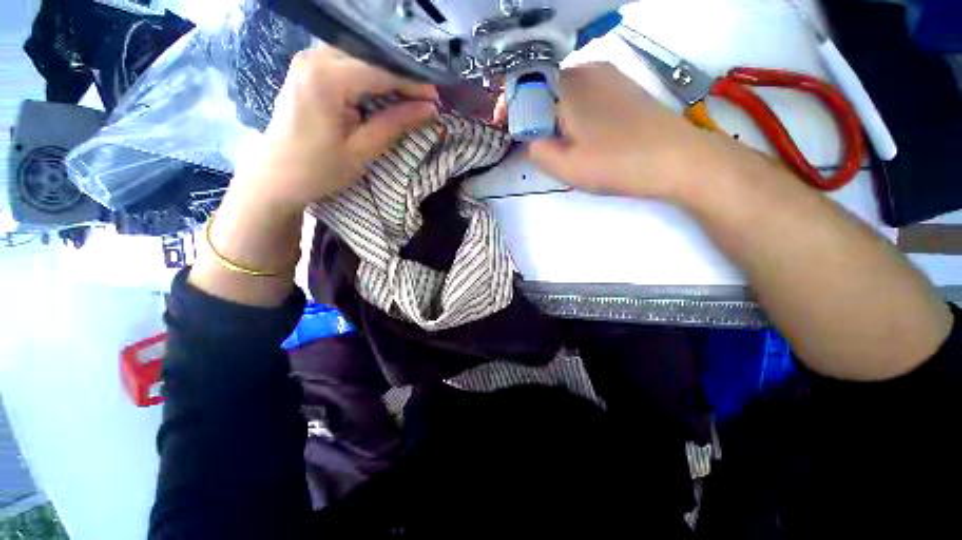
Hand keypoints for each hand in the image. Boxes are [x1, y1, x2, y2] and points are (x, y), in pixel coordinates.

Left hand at [233, 45, 439, 211]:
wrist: (277, 175)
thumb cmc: (319, 169)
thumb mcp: (362, 150)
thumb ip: (396, 124)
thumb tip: (430, 109)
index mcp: (326, 79)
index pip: (381, 71)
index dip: (413, 83)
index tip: (437, 99)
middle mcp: (314, 57)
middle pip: (371, 59)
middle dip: (401, 78)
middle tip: (426, 101)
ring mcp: (308, 60)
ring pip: (361, 59)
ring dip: (387, 77)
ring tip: (410, 98)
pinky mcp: (308, 69)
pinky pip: (347, 64)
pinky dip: (370, 78)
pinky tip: (384, 93)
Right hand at [528, 62, 753, 202]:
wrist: (677, 159)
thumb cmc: (616, 163)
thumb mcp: (565, 166)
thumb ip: (536, 150)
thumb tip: (530, 139)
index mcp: (568, 86)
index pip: (525, 87)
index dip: (509, 107)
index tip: (503, 127)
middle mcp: (587, 70)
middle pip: (544, 86)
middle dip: (530, 112)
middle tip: (530, 141)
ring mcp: (609, 75)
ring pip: (565, 91)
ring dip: (551, 112)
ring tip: (555, 141)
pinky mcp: (623, 87)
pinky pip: (585, 94)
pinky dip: (572, 111)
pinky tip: (581, 133)